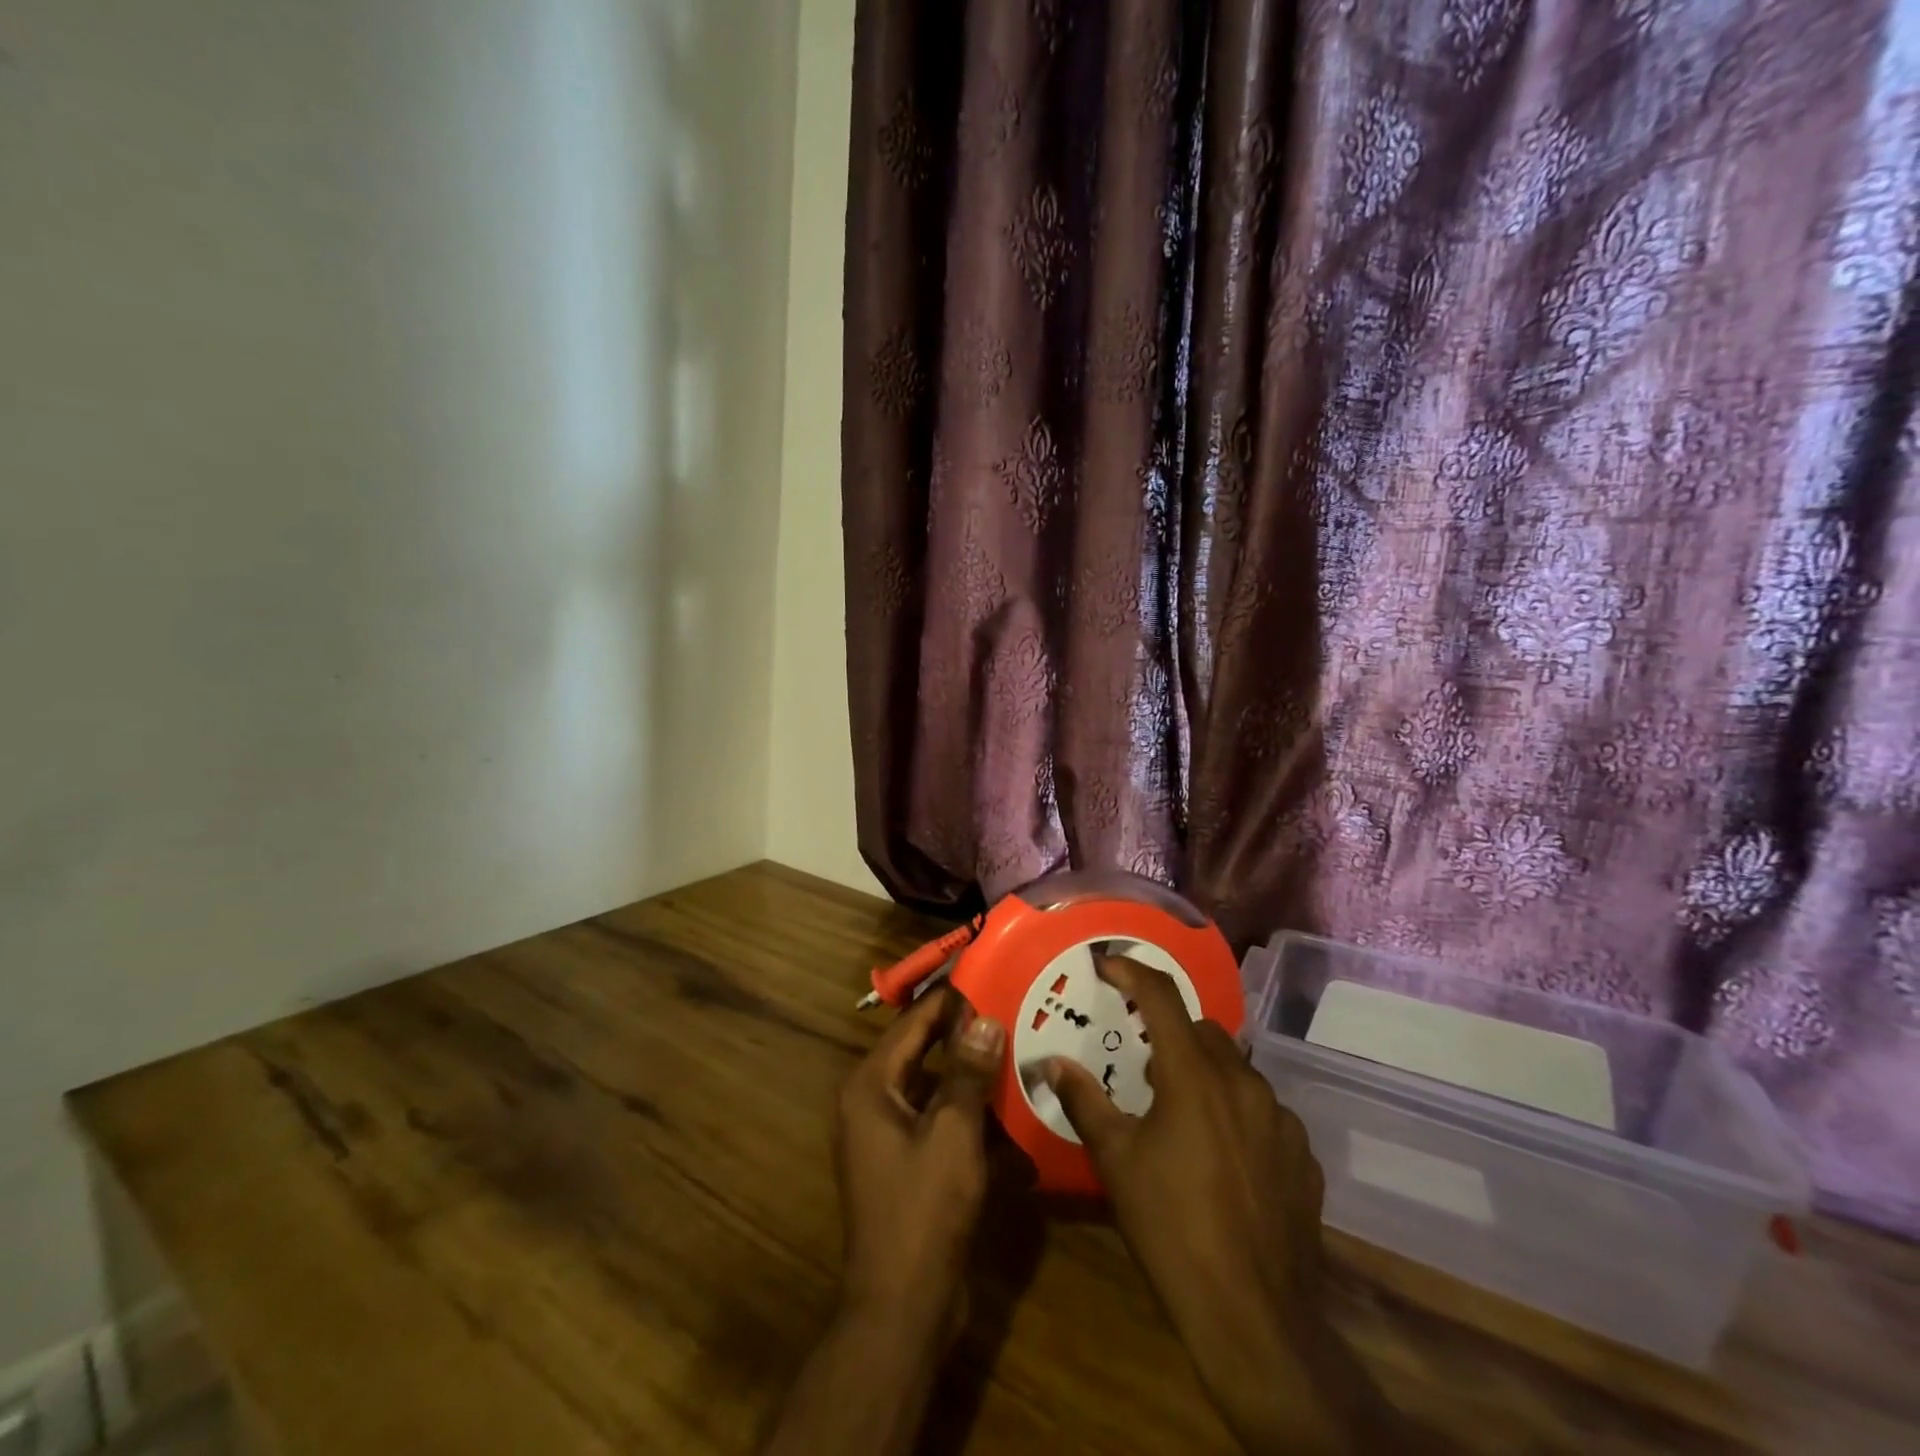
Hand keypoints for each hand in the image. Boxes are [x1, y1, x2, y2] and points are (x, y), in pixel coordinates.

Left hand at [764, 987, 1004, 1455]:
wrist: (902, 1307)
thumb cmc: (922, 1210)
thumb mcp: (952, 1134)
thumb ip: (967, 1073)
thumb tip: (983, 1019)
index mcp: (870, 1085)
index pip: (913, 1022)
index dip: (948, 998)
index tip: (986, 973)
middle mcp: (872, 1101)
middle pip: (922, 1051)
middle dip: (963, 1033)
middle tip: (1009, 1006)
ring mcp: (887, 1134)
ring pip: (935, 1086)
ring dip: (971, 1072)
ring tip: (1016, 1045)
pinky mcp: (907, 1162)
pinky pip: (939, 1120)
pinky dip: (968, 1111)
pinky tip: (1009, 1105)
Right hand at [1046, 956, 1427, 1454]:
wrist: (1253, 1316)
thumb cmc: (1171, 1227)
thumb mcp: (1116, 1161)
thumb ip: (1085, 1101)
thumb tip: (1052, 1064)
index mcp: (1193, 1075)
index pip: (1160, 997)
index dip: (1132, 971)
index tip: (1107, 963)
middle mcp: (1243, 1082)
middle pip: (1202, 1031)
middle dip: (1170, 1035)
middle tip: (1144, 1068)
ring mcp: (1280, 1119)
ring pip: (1236, 1070)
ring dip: (1205, 1075)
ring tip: (1181, 1115)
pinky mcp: (1302, 1156)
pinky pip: (1264, 1112)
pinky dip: (1238, 1114)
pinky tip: (1223, 1157)